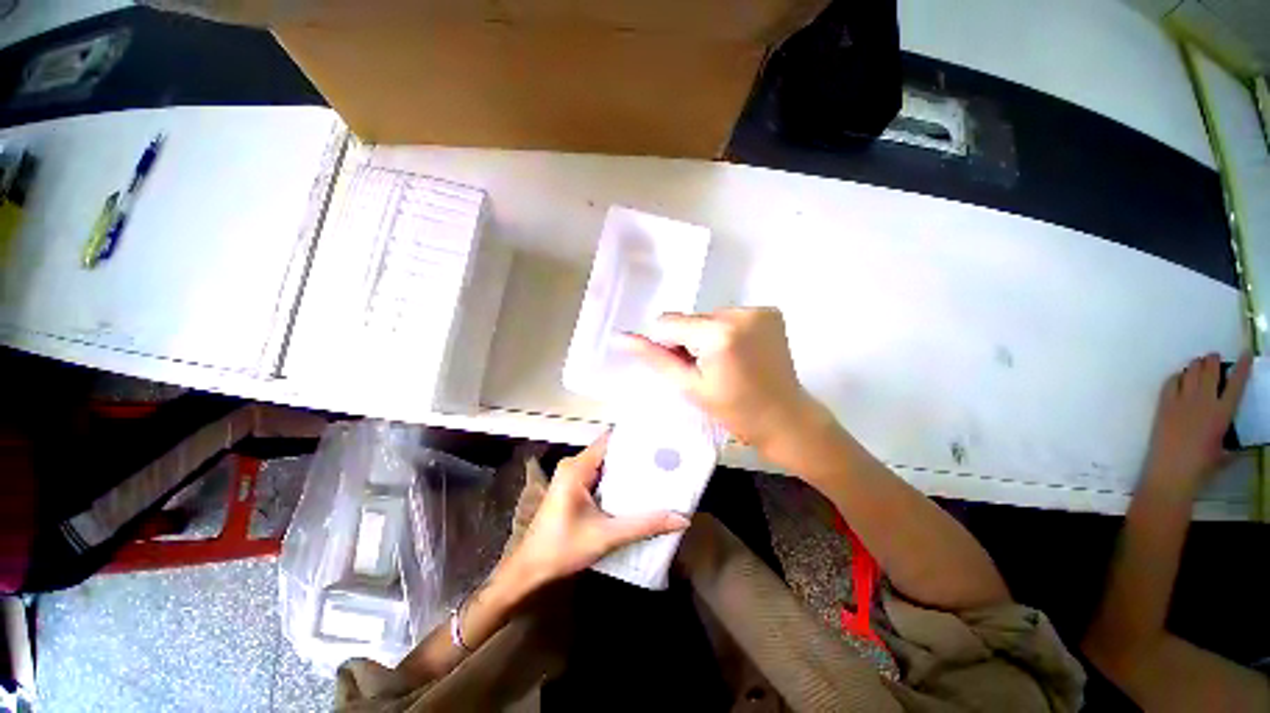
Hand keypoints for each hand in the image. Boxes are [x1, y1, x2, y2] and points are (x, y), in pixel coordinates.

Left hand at [507, 433, 688, 588]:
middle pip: (610, 452)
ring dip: (628, 470)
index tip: (660, 441)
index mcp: (577, 468)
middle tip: (665, 459)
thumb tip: (681, 520)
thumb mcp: (606, 536)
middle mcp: (574, 466)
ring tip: (658, 472)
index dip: (634, 439)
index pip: (610, 441)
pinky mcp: (574, 490)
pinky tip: (637, 490)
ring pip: (606, 465)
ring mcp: (573, 477)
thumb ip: (643, 526)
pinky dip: (618, 481)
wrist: (528, 572)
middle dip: (636, 455)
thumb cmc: (561, 549)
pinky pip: (600, 477)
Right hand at [618, 308, 820, 453]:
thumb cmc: (734, 410)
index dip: (670, 346)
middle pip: (691, 318)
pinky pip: (731, 316)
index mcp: (718, 333)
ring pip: (709, 317)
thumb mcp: (689, 386)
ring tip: (725, 364)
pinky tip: (740, 354)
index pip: (669, 323)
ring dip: (707, 336)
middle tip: (706, 370)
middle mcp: (740, 312)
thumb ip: (654, 358)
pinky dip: (727, 332)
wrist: (785, 418)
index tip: (686, 368)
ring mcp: (759, 310)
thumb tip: (620, 337)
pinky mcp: (771, 312)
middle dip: (689, 340)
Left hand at [1143, 352, 1250, 497]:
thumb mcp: (1224, 454)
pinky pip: (1170, 383)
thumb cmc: (1202, 467)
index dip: (1242, 367)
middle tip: (1213, 356)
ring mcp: (1181, 402)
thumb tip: (1234, 444)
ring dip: (1195, 366)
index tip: (1245, 353)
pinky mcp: (1163, 405)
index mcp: (1223, 414)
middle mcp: (1203, 402)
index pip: (1236, 384)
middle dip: (1212, 361)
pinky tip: (1179, 378)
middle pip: (1209, 372)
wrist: (1172, 471)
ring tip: (1198, 364)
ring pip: (1190, 374)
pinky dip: (1177, 377)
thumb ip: (1229, 443)